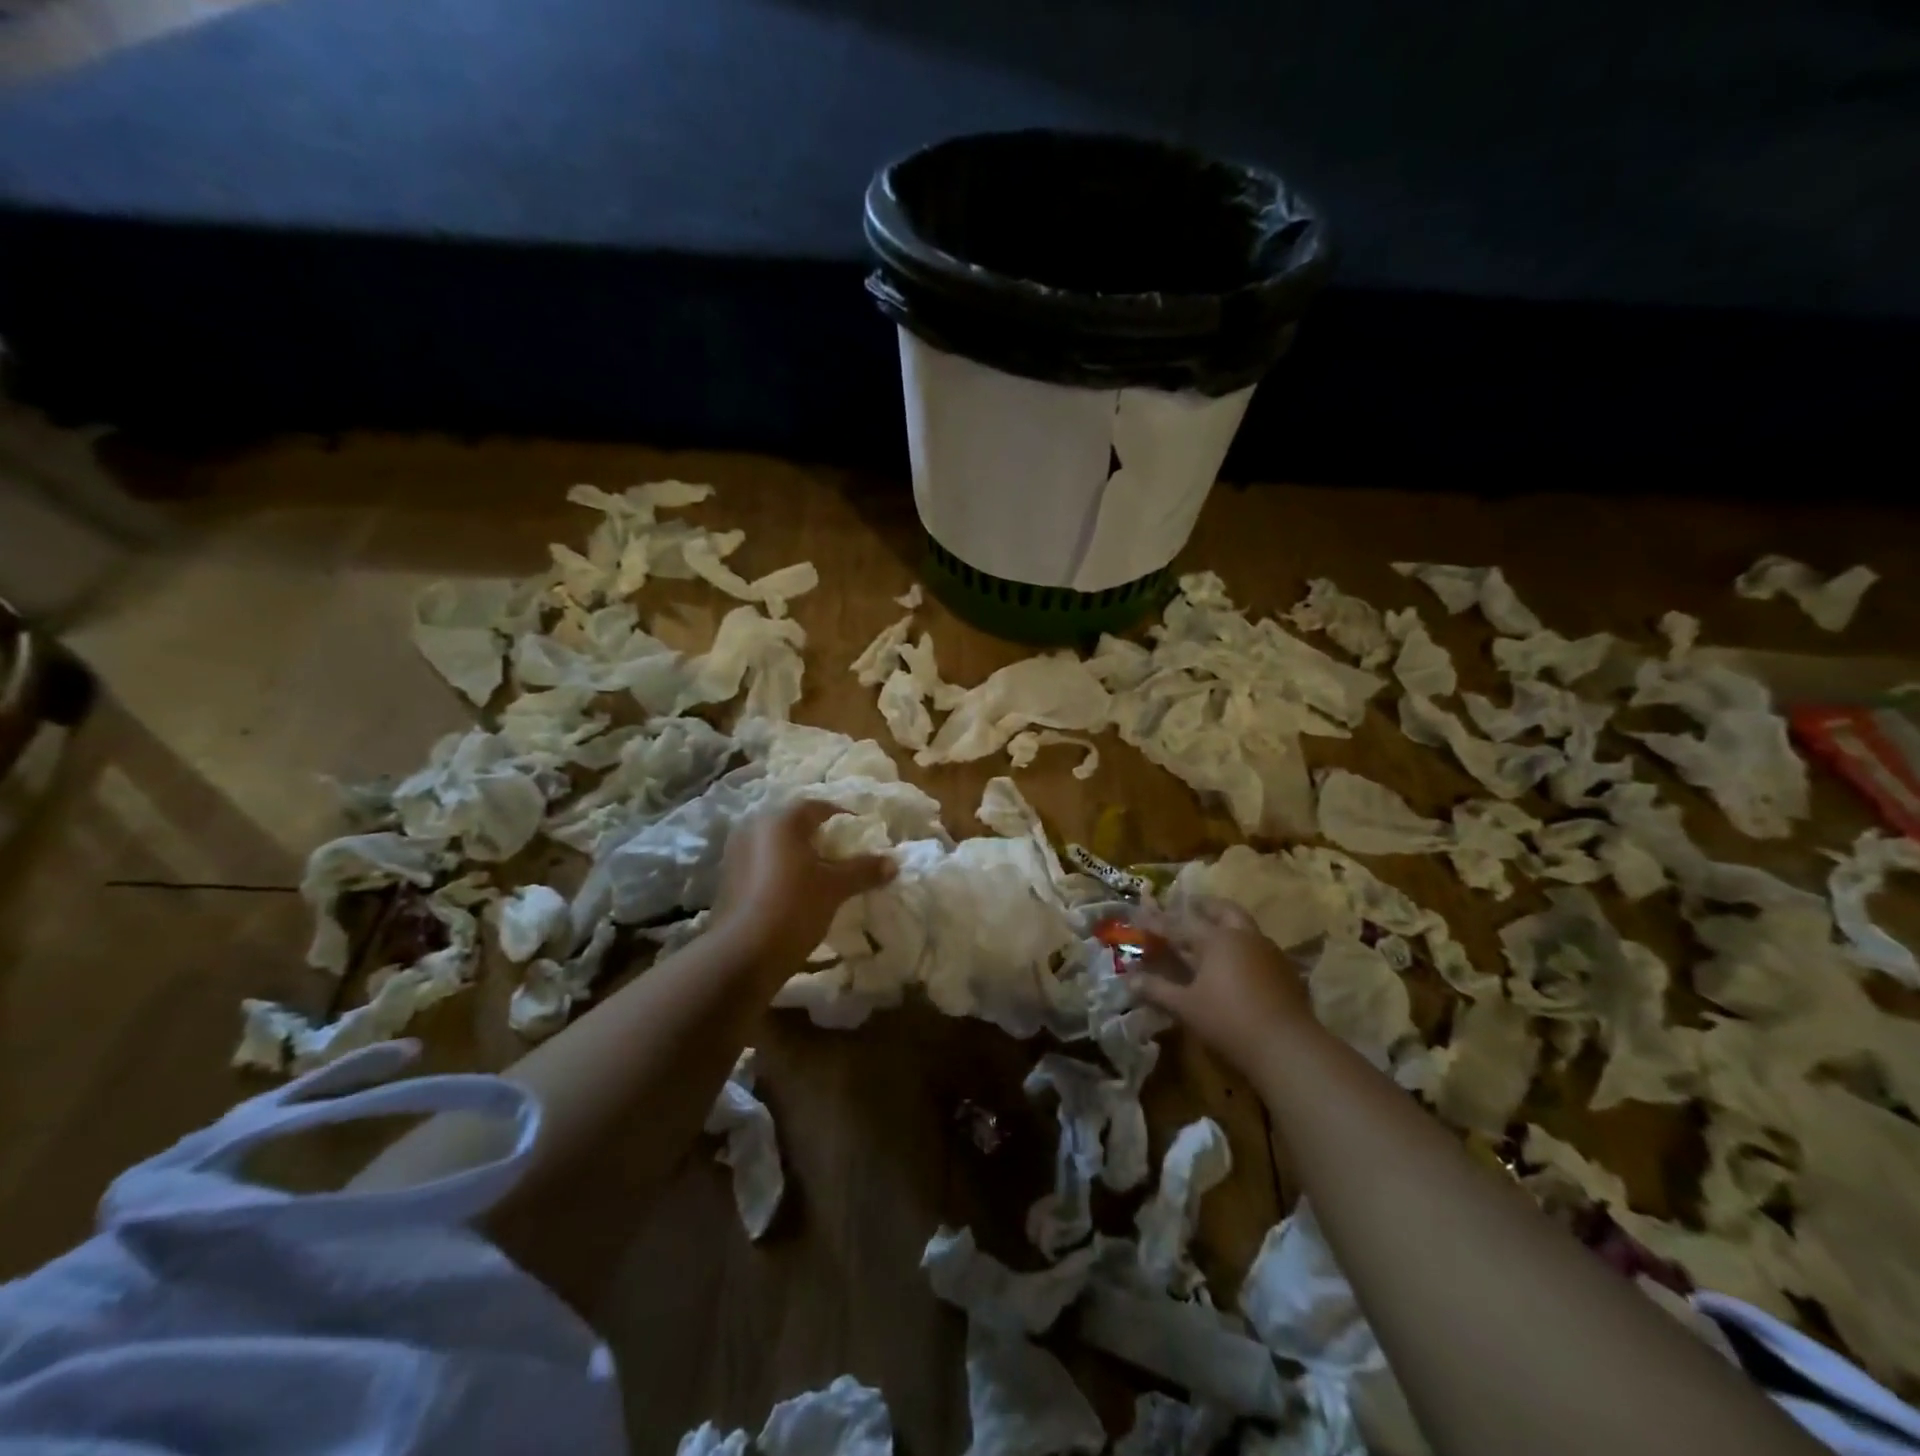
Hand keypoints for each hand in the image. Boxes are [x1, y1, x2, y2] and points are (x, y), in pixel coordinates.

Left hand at [709, 798, 896, 983]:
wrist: (743, 954)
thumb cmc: (795, 907)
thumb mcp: (835, 887)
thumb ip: (864, 870)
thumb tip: (893, 863)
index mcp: (781, 820)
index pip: (818, 807)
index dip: (843, 817)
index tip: (861, 833)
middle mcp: (754, 827)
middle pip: (794, 824)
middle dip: (819, 837)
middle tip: (843, 854)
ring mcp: (736, 853)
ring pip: (776, 845)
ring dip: (798, 855)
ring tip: (821, 874)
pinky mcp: (728, 879)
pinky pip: (762, 864)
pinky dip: (780, 871)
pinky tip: (795, 891)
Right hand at [1128, 897, 1313, 1078]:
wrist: (1288, 1046)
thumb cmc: (1228, 1020)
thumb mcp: (1186, 1006)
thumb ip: (1158, 989)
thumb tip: (1130, 978)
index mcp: (1216, 939)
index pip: (1180, 924)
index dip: (1158, 921)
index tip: (1141, 913)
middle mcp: (1244, 936)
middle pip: (1223, 910)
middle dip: (1205, 906)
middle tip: (1191, 904)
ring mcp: (1269, 952)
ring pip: (1245, 927)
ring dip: (1227, 923)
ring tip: (1214, 931)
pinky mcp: (1286, 971)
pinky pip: (1259, 948)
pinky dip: (1244, 946)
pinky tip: (1239, 962)